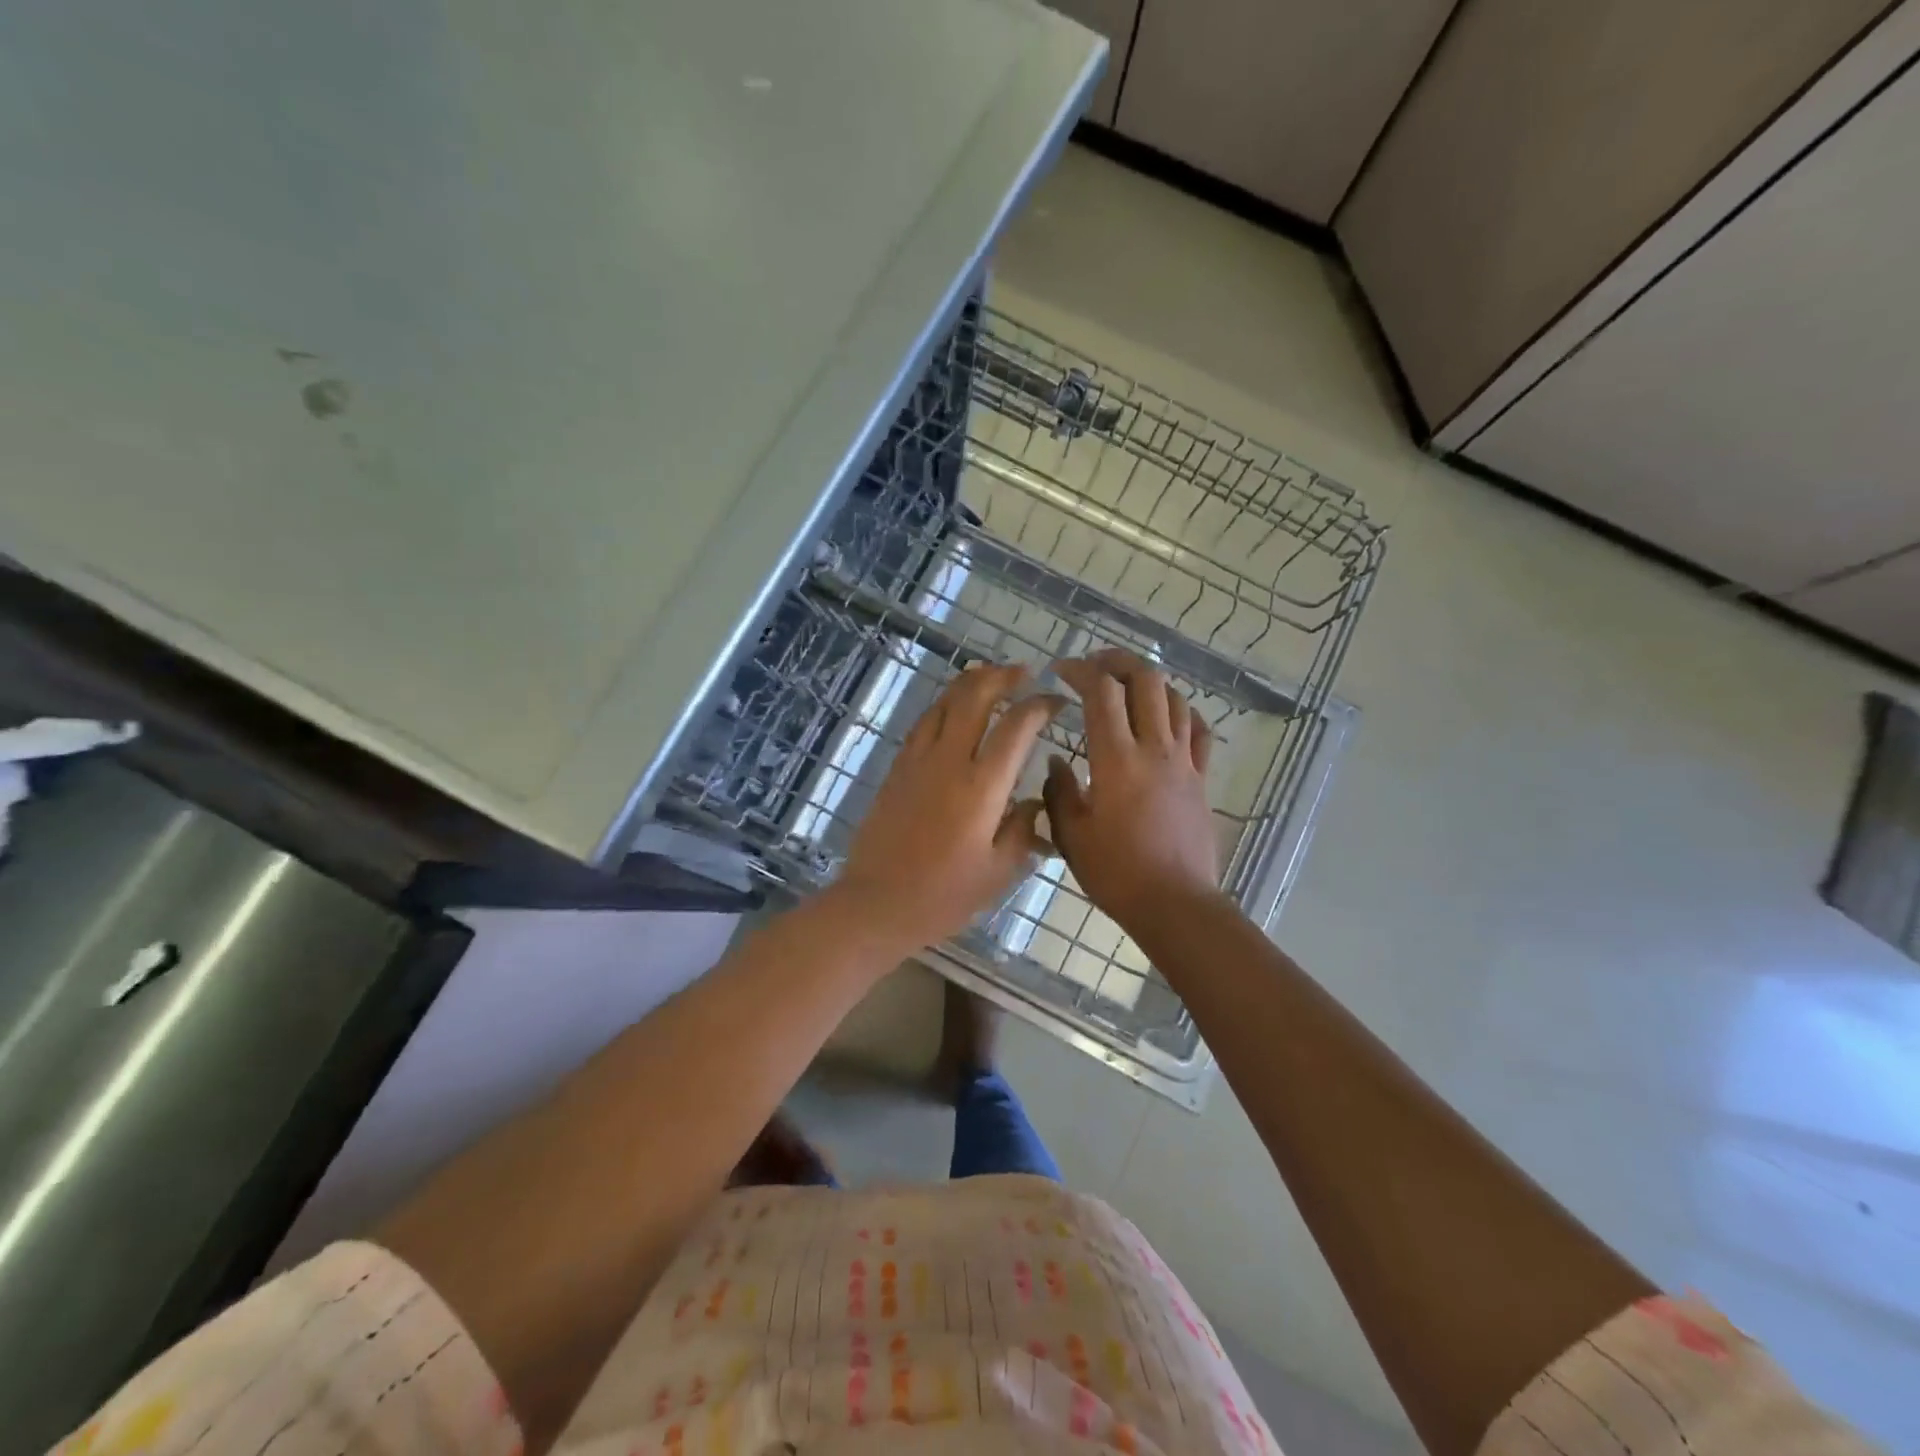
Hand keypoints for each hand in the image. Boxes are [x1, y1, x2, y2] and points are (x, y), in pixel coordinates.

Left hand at [836, 663, 1061, 949]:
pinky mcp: (897, 768)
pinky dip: (944, 704)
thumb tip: (1034, 801)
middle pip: (976, 696)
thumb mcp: (998, 872)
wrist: (876, 903)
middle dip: (1003, 676)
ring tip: (992, 678)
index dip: (1040, 705)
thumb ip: (1022, 829)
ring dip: (971, 683)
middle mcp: (949, 760)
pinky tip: (954, 709)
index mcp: (982, 786)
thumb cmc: (944, 895)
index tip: (1056, 702)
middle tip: (1024, 674)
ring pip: (945, 701)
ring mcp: (918, 760)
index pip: (1016, 726)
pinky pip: (924, 721)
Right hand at [1045, 651, 1221, 928]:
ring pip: (1175, 699)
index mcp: (1116, 759)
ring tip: (1127, 685)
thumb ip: (1059, 791)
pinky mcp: (1201, 779)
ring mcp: (1183, 762)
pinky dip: (1183, 712)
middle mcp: (1154, 749)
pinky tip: (1169, 715)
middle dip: (1118, 661)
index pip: (1101, 692)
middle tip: (1094, 665)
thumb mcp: (1071, 835)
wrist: (1175, 904)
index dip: (1080, 670)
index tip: (1060, 670)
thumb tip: (1055, 761)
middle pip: (1145, 680)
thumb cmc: (1116, 872)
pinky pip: (1199, 731)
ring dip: (1149, 681)